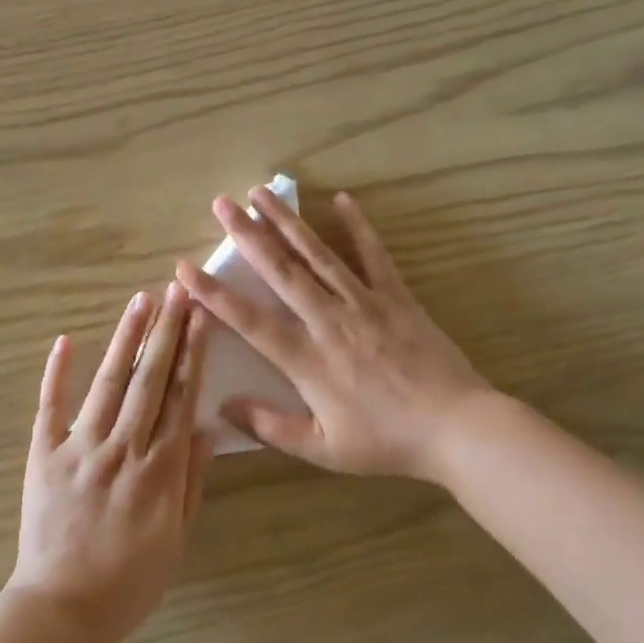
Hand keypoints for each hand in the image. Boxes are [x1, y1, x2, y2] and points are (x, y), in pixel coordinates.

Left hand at [9, 284, 212, 642]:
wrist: (64, 609)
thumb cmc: (130, 580)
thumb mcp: (177, 538)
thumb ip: (191, 481)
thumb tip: (205, 429)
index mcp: (160, 468)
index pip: (181, 397)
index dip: (192, 354)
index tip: (200, 318)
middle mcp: (124, 447)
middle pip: (149, 379)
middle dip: (166, 332)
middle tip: (175, 291)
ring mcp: (80, 447)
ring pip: (108, 382)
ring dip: (125, 339)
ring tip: (139, 302)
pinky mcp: (43, 454)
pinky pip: (50, 407)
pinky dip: (56, 372)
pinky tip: (65, 340)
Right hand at [176, 187, 499, 483]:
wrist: (458, 429)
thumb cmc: (387, 442)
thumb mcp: (324, 450)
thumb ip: (271, 427)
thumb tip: (222, 407)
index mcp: (308, 361)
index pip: (251, 322)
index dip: (215, 294)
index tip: (185, 269)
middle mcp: (330, 322)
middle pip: (282, 272)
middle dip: (248, 236)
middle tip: (222, 204)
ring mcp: (365, 304)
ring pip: (319, 255)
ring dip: (288, 222)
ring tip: (262, 192)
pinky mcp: (396, 297)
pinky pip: (374, 256)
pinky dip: (358, 227)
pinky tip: (342, 200)